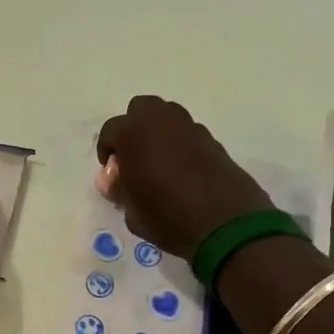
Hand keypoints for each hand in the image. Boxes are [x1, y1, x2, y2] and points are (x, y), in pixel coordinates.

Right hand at [95, 96, 273, 259]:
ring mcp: (190, 127)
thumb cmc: (168, 217)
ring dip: (159, 132)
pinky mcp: (213, 140)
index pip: (110, 130)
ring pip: (167, 116)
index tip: (112, 171)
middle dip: (134, 128)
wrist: (226, 224)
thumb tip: (114, 177)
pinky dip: (181, 144)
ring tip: (159, 162)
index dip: (107, 150)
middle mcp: (161, 121)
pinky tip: (183, 169)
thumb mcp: (132, 212)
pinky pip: (188, 133)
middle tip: (134, 156)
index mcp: (134, 133)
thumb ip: (119, 189)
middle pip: (141, 109)